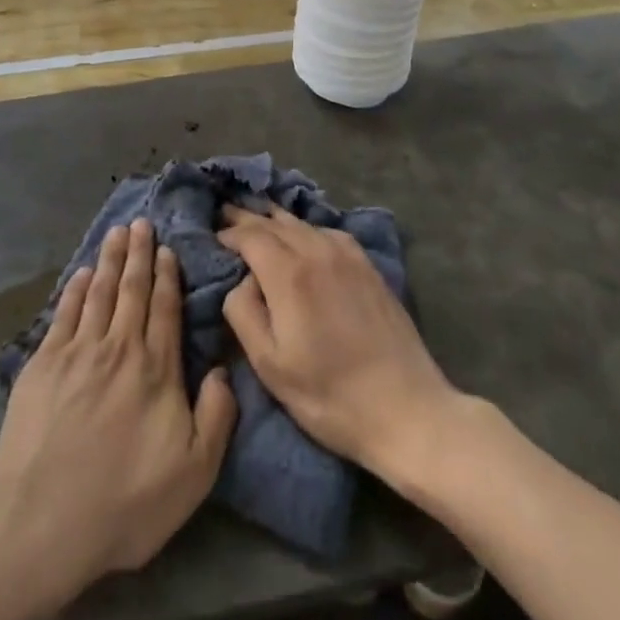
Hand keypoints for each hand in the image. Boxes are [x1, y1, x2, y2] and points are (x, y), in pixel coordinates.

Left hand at [0, 220, 236, 600]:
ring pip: (99, 291)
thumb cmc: (124, 500)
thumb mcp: (194, 473)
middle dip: (139, 253)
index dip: (167, 276)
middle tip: (141, 222)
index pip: (164, 309)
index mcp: (156, 369)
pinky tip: (81, 273)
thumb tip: (221, 369)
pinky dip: (75, 288)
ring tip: (117, 232)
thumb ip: (216, 417)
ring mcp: (78, 350)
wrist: (42, 516)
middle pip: (132, 289)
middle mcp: (119, 347)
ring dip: (110, 260)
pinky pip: (64, 312)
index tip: (167, 249)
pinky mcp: (44, 362)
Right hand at [218, 206, 459, 480]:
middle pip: (274, 222)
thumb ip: (243, 312)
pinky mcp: (367, 265)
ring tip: (258, 215)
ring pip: (301, 223)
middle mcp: (316, 251)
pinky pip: (327, 232)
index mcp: (289, 273)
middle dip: (247, 216)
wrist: (406, 409)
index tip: (213, 235)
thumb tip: (242, 280)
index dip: (229, 233)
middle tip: (225, 210)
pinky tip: (304, 235)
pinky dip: (305, 228)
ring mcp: (347, 255)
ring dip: (275, 218)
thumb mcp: (270, 365)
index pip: (250, 236)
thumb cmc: (329, 395)